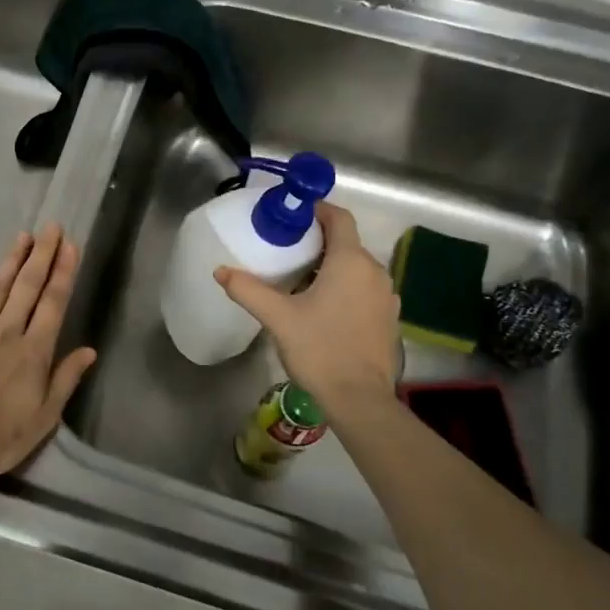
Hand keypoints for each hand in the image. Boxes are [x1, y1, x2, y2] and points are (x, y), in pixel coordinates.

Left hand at [0, 222, 97, 480]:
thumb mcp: (44, 417)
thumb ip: (65, 379)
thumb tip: (89, 350)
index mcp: (34, 352)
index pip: (53, 303)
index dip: (63, 272)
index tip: (70, 246)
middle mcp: (7, 333)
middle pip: (27, 286)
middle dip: (42, 254)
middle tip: (52, 227)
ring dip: (11, 260)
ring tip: (23, 235)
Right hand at [214, 202, 399, 422]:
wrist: (360, 399)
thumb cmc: (320, 349)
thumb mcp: (278, 318)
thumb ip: (248, 290)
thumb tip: (221, 270)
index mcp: (350, 262)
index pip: (339, 218)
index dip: (317, 211)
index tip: (293, 216)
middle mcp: (374, 271)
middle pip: (347, 243)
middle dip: (319, 241)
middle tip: (287, 250)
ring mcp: (386, 296)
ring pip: (357, 267)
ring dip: (332, 266)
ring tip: (301, 280)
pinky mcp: (388, 318)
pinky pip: (365, 289)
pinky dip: (345, 287)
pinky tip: (324, 307)